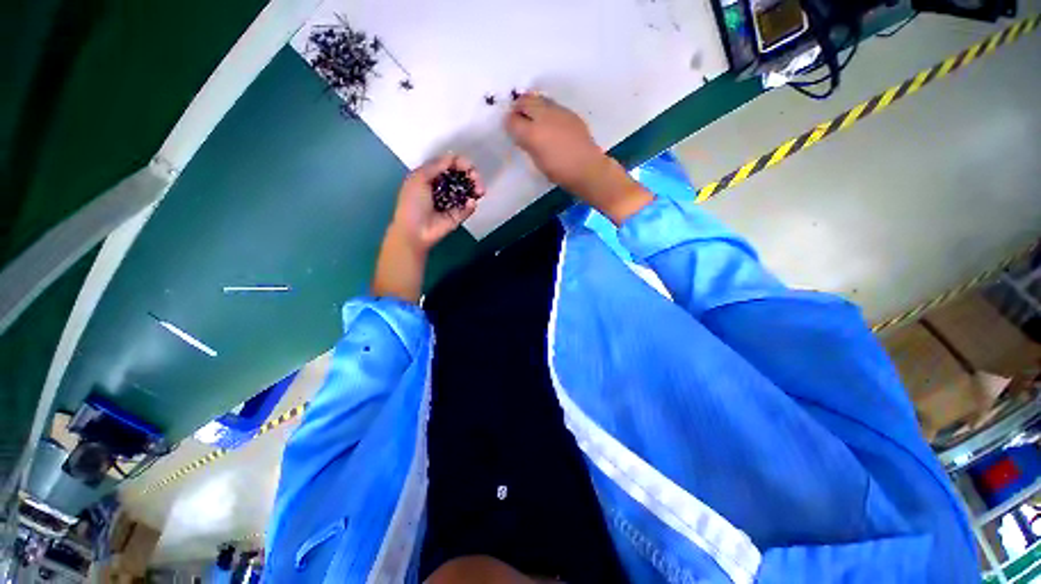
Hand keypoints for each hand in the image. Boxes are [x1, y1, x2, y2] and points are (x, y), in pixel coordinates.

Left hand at [391, 154, 485, 251]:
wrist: (415, 231)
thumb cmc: (412, 204)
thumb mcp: (419, 178)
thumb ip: (436, 165)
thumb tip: (453, 157)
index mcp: (432, 177)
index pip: (450, 165)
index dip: (460, 163)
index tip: (467, 166)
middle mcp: (444, 187)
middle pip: (462, 176)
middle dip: (471, 174)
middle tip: (475, 177)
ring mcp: (452, 202)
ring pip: (469, 190)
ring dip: (476, 187)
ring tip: (480, 190)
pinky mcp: (458, 215)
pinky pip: (468, 207)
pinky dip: (471, 204)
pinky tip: (471, 202)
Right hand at [505, 93, 652, 224]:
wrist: (587, 168)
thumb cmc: (560, 172)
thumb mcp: (537, 161)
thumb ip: (527, 143)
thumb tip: (520, 132)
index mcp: (533, 133)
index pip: (512, 119)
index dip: (509, 123)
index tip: (511, 129)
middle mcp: (544, 117)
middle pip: (525, 101)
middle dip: (518, 108)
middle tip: (519, 119)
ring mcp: (559, 112)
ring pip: (539, 100)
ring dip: (532, 106)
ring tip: (533, 119)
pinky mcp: (570, 113)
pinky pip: (552, 106)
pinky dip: (546, 110)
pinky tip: (550, 124)